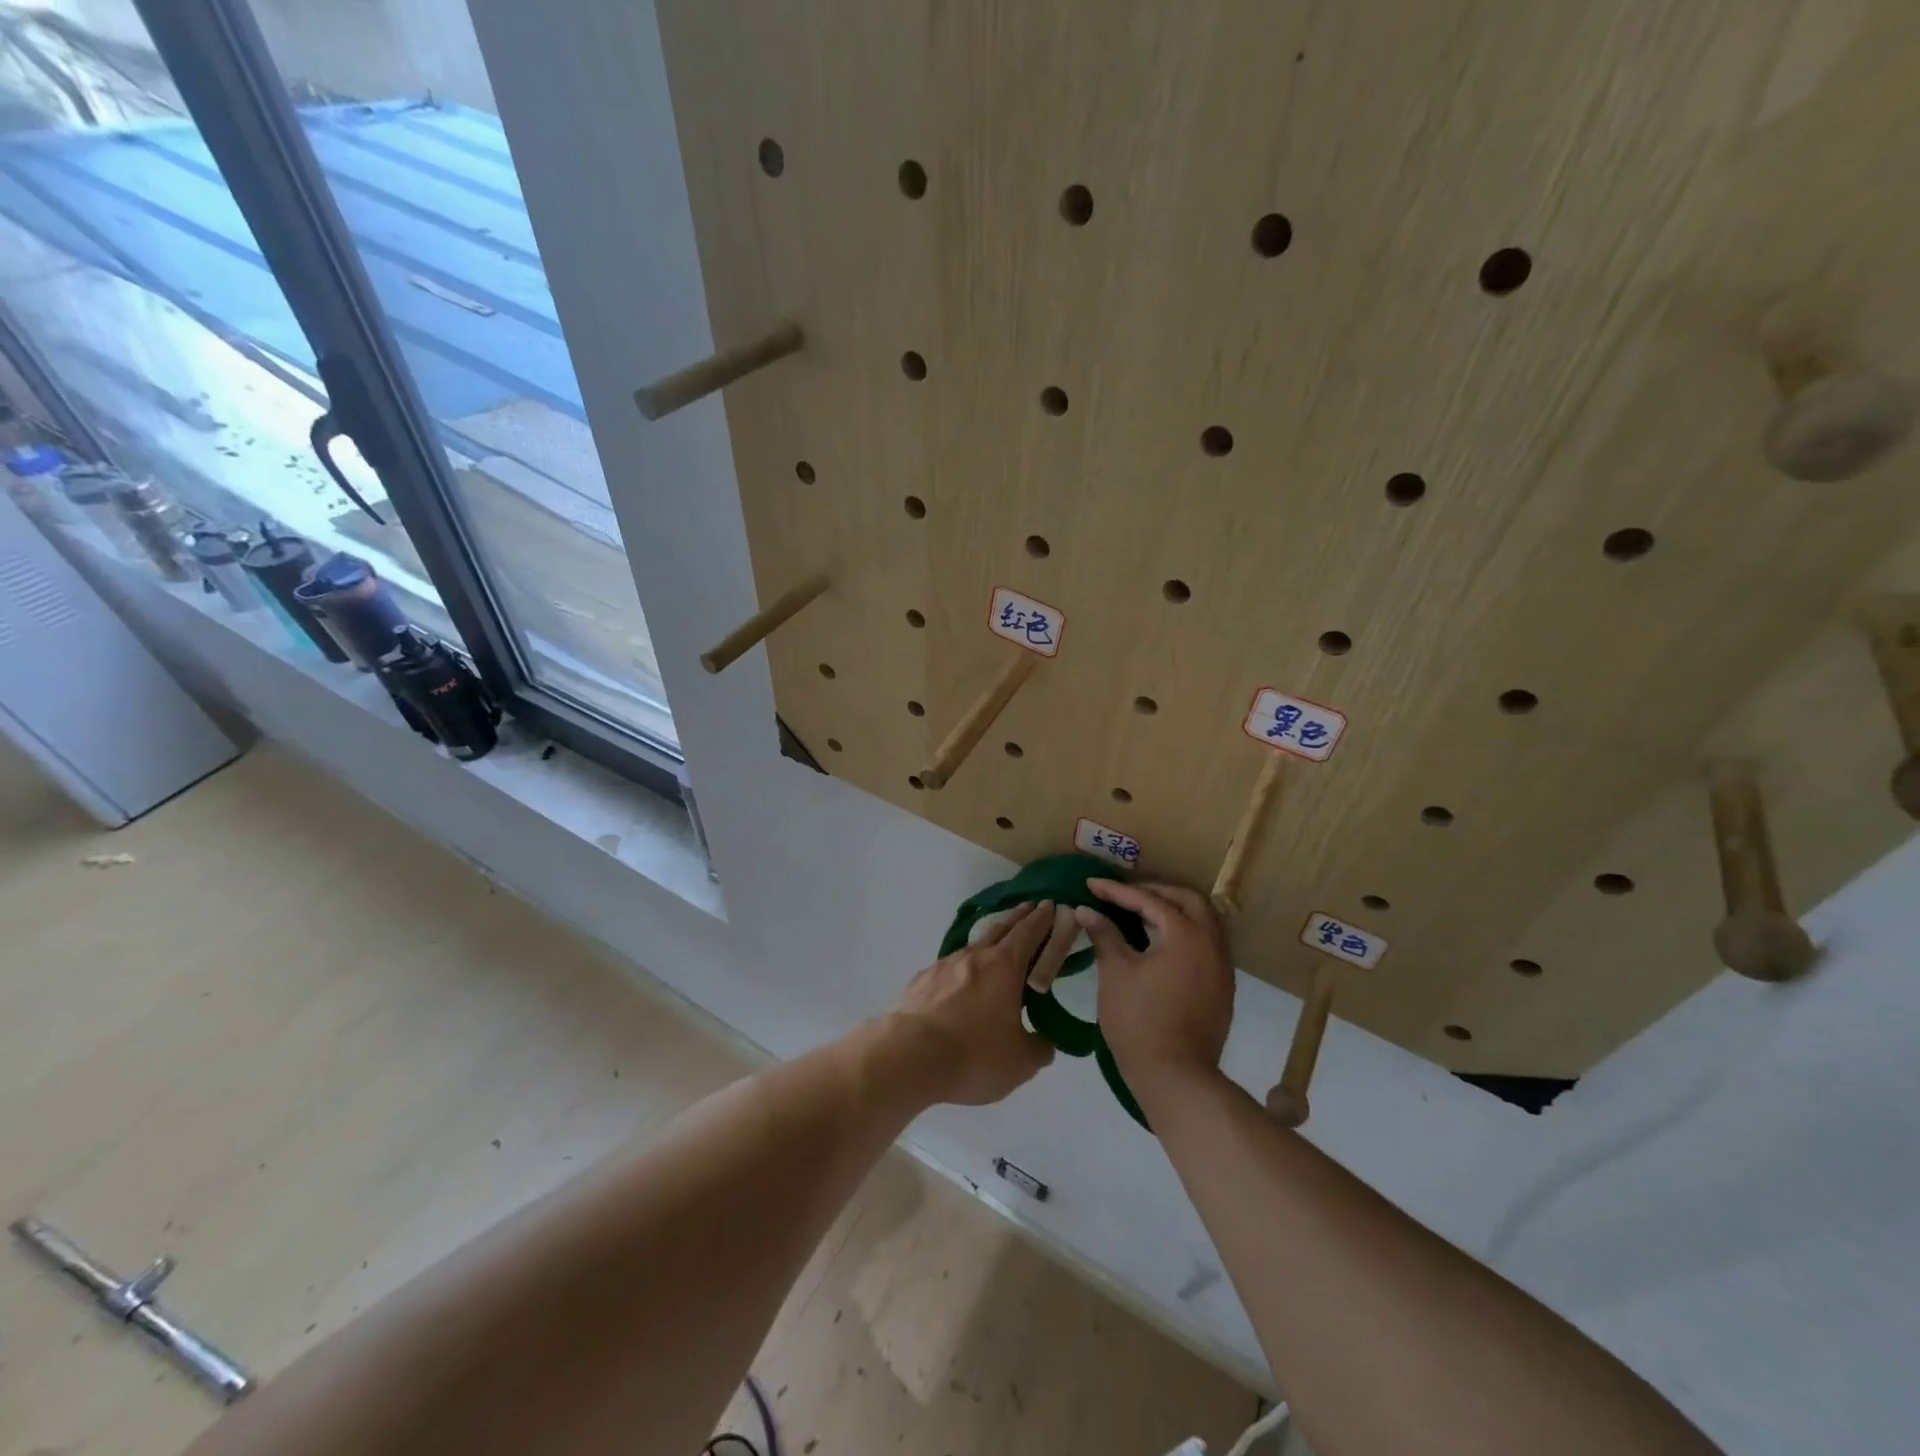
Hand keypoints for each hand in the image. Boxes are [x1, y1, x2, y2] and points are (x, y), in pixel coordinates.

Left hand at [887, 901, 1069, 1105]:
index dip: (1042, 919)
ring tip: (996, 945)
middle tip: (1030, 906)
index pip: (1029, 933)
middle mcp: (975, 956)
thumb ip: (1039, 1047)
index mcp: (1005, 967)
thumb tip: (1044, 1041)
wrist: (909, 1056)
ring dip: (989, 940)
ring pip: (973, 946)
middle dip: (1018, 917)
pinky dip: (962, 967)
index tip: (1050, 904)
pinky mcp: (921, 981)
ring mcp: (944, 965)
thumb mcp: (1020, 1062)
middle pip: (1001, 928)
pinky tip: (960, 980)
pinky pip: (949, 967)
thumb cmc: (974, 1054)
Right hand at [1075, 881, 1234, 1095]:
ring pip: (1203, 921)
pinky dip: (1184, 933)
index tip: (1091, 885)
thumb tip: (1086, 910)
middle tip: (1123, 895)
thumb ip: (1104, 934)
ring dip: (1173, 911)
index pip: (1149, 900)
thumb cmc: (1139, 1020)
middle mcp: (1212, 943)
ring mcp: (1222, 967)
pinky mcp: (1222, 987)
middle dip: (1154, 891)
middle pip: (1188, 900)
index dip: (1117, 891)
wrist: (1176, 1077)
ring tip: (1140, 915)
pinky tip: (1159, 944)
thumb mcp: (1115, 972)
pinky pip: (1206, 944)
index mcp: (1187, 934)